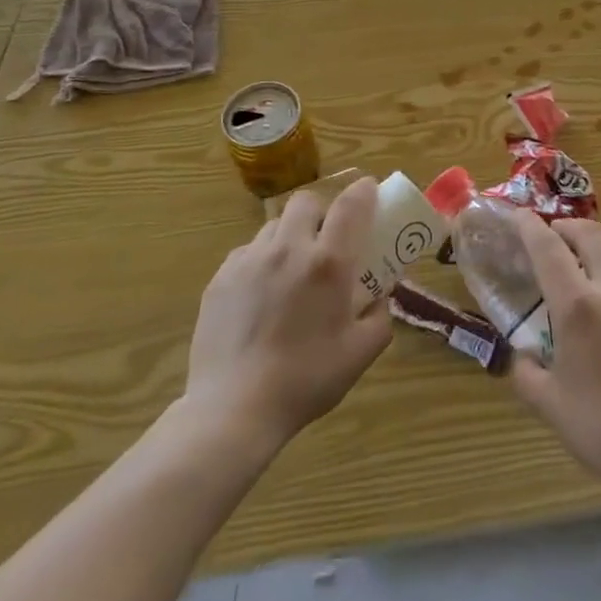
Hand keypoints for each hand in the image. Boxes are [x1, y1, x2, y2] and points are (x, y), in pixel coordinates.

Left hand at [179, 177, 392, 456]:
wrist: (234, 410)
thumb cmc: (306, 380)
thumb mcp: (362, 352)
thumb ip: (380, 316)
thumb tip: (380, 296)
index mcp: (329, 263)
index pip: (351, 204)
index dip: (364, 190)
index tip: (369, 191)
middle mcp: (289, 248)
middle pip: (307, 201)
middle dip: (321, 212)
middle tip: (326, 240)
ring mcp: (250, 260)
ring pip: (274, 225)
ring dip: (290, 235)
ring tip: (291, 268)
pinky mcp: (220, 278)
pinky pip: (247, 252)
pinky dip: (261, 260)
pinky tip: (261, 293)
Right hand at [508, 215, 600, 499]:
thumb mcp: (550, 405)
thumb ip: (526, 374)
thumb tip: (521, 357)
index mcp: (577, 306)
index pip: (548, 248)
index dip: (529, 226)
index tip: (517, 216)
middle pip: (589, 233)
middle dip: (565, 227)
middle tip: (550, 237)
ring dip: (598, 242)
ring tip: (586, 260)